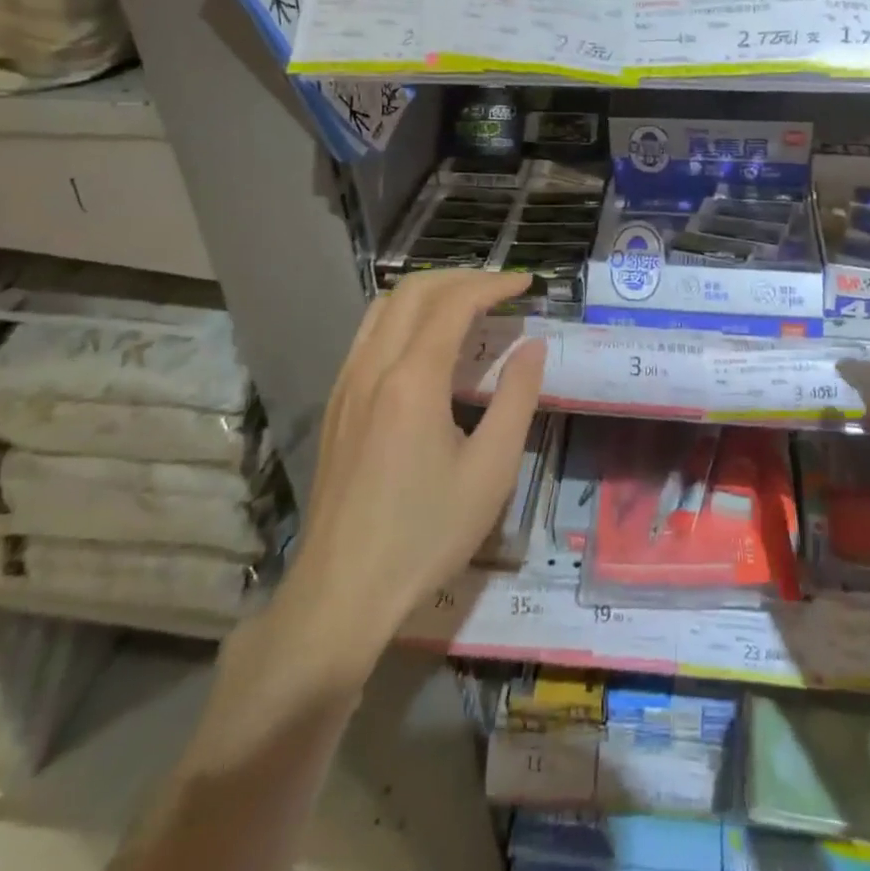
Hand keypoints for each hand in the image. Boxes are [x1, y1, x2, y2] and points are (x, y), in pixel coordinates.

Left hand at [267, 270, 547, 696]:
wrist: (341, 593)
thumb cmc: (426, 533)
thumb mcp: (491, 470)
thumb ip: (516, 398)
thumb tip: (533, 346)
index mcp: (413, 379)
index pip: (455, 303)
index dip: (494, 284)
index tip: (527, 283)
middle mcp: (373, 367)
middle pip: (413, 291)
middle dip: (461, 277)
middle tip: (501, 288)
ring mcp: (346, 383)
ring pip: (383, 307)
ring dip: (428, 292)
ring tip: (467, 304)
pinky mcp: (336, 404)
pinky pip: (368, 334)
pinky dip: (403, 316)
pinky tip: (425, 344)